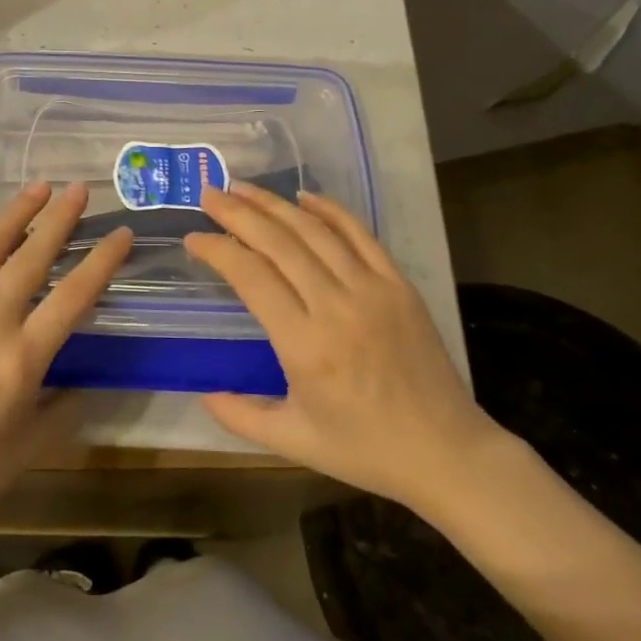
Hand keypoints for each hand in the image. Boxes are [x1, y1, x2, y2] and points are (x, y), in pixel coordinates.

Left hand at [0, 182, 132, 533]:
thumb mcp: (32, 446)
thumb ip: (66, 406)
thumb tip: (87, 377)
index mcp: (20, 361)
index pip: (73, 296)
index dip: (102, 261)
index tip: (121, 233)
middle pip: (31, 259)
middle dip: (60, 219)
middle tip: (79, 188)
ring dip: (15, 213)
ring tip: (38, 187)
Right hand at [184, 185, 505, 512]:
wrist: (446, 452)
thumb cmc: (365, 450)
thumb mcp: (294, 442)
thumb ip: (241, 416)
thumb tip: (203, 392)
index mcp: (305, 346)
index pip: (251, 276)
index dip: (218, 250)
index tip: (193, 239)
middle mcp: (336, 307)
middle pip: (279, 243)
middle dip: (239, 214)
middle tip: (210, 195)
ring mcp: (373, 290)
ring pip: (315, 231)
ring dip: (275, 204)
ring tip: (243, 188)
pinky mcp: (399, 284)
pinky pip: (360, 235)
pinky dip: (330, 210)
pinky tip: (304, 197)